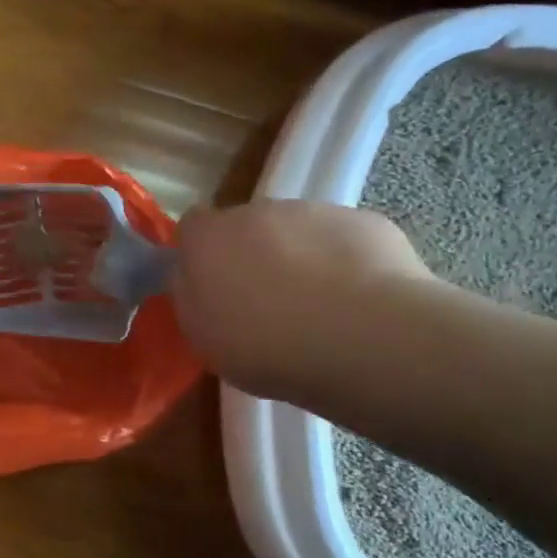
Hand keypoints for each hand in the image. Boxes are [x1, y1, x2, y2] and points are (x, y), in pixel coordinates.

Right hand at [172, 200, 433, 399]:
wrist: (361, 337)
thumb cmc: (266, 346)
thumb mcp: (204, 337)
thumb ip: (193, 297)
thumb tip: (194, 278)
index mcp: (209, 238)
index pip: (192, 227)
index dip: (201, 255)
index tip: (212, 287)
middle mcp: (257, 211)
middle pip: (248, 227)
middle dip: (254, 255)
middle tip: (267, 304)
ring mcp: (314, 211)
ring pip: (298, 231)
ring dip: (300, 258)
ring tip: (319, 309)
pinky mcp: (364, 221)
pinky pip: (344, 240)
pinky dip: (346, 263)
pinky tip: (357, 302)